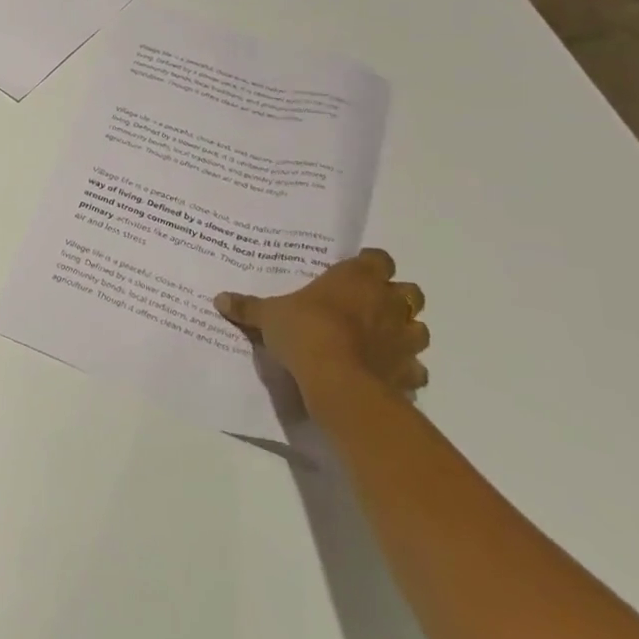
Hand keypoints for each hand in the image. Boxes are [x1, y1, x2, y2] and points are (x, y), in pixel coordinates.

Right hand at [216, 248, 427, 415]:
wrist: (338, 380)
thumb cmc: (305, 331)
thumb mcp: (268, 316)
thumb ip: (248, 307)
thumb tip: (219, 298)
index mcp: (358, 278)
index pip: (378, 258)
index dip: (369, 265)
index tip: (353, 273)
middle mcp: (388, 302)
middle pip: (409, 291)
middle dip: (394, 297)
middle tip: (368, 306)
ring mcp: (405, 338)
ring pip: (419, 328)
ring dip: (404, 332)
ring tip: (380, 340)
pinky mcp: (410, 371)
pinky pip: (415, 368)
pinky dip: (404, 369)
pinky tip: (384, 373)